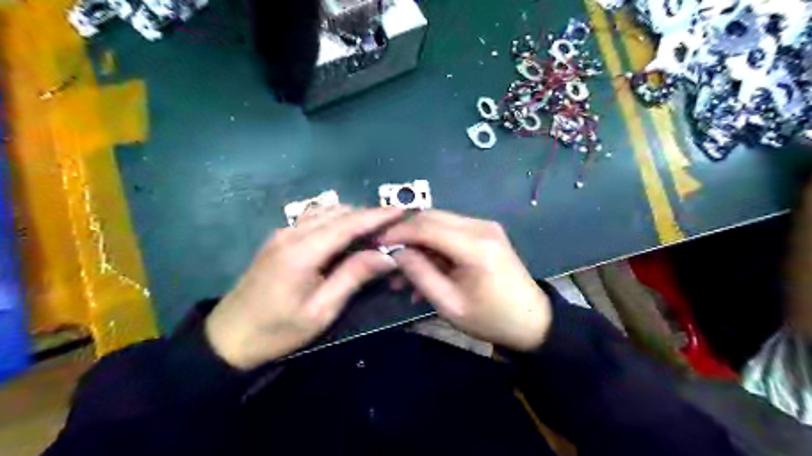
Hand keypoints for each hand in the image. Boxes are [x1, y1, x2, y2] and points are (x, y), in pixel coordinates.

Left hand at [207, 207, 401, 370]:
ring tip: (375, 232)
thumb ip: (353, 277)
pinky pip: (314, 218)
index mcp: (302, 252)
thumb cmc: (278, 330)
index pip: (348, 224)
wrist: (228, 337)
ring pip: (326, 211)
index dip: (378, 215)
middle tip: (394, 228)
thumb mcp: (321, 310)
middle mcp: (292, 233)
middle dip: (368, 215)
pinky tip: (347, 235)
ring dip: (353, 217)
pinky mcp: (279, 238)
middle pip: (339, 212)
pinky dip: (336, 220)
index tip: (403, 210)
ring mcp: (283, 232)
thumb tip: (387, 256)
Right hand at [380, 211, 550, 352]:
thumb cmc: (490, 318)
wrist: (532, 321)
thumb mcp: (449, 304)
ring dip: (419, 243)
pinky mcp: (485, 233)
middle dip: (406, 234)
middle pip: (432, 218)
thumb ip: (420, 274)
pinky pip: (451, 232)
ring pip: (440, 223)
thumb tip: (396, 252)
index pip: (427, 226)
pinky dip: (434, 247)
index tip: (376, 242)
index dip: (399, 232)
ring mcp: (485, 228)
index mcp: (475, 246)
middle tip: (386, 254)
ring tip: (403, 273)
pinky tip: (425, 270)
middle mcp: (481, 227)